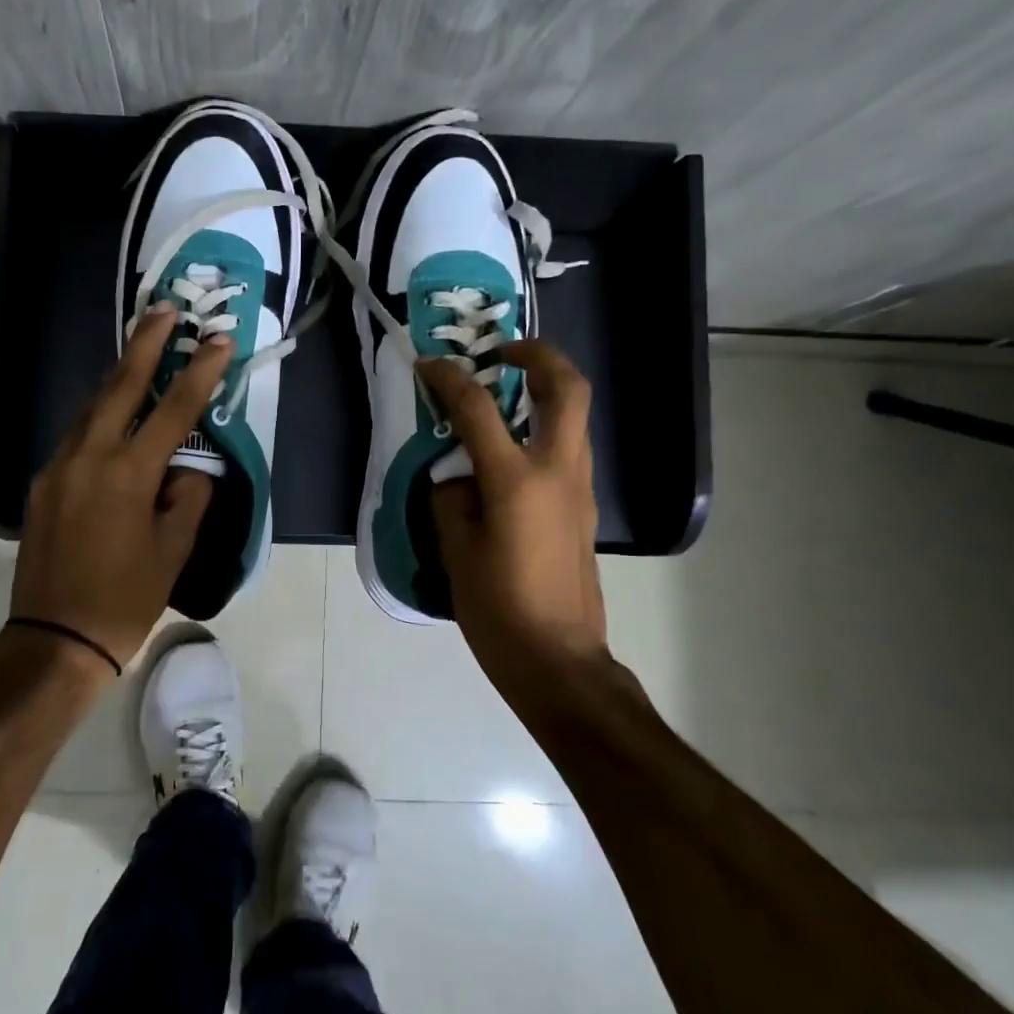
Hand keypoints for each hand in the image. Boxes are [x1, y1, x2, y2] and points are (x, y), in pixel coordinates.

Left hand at [11, 307, 229, 668]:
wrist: (55, 638)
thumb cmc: (125, 599)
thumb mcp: (174, 551)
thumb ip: (188, 498)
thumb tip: (189, 469)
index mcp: (128, 474)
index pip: (173, 409)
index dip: (200, 371)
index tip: (219, 339)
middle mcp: (88, 457)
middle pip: (119, 385)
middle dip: (145, 343)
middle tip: (165, 309)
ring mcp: (58, 466)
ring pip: (92, 407)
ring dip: (119, 376)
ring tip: (143, 352)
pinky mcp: (42, 482)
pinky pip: (77, 435)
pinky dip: (101, 415)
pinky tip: (116, 416)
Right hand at [420, 342, 610, 699]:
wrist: (558, 659)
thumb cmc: (498, 608)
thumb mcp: (455, 551)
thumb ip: (450, 500)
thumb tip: (456, 478)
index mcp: (517, 480)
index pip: (479, 410)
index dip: (449, 380)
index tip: (428, 365)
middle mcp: (558, 472)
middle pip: (566, 389)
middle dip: (537, 356)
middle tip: (501, 353)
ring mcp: (579, 489)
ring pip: (575, 417)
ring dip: (545, 391)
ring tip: (503, 396)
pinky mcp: (584, 509)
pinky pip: (568, 449)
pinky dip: (543, 430)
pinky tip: (509, 454)